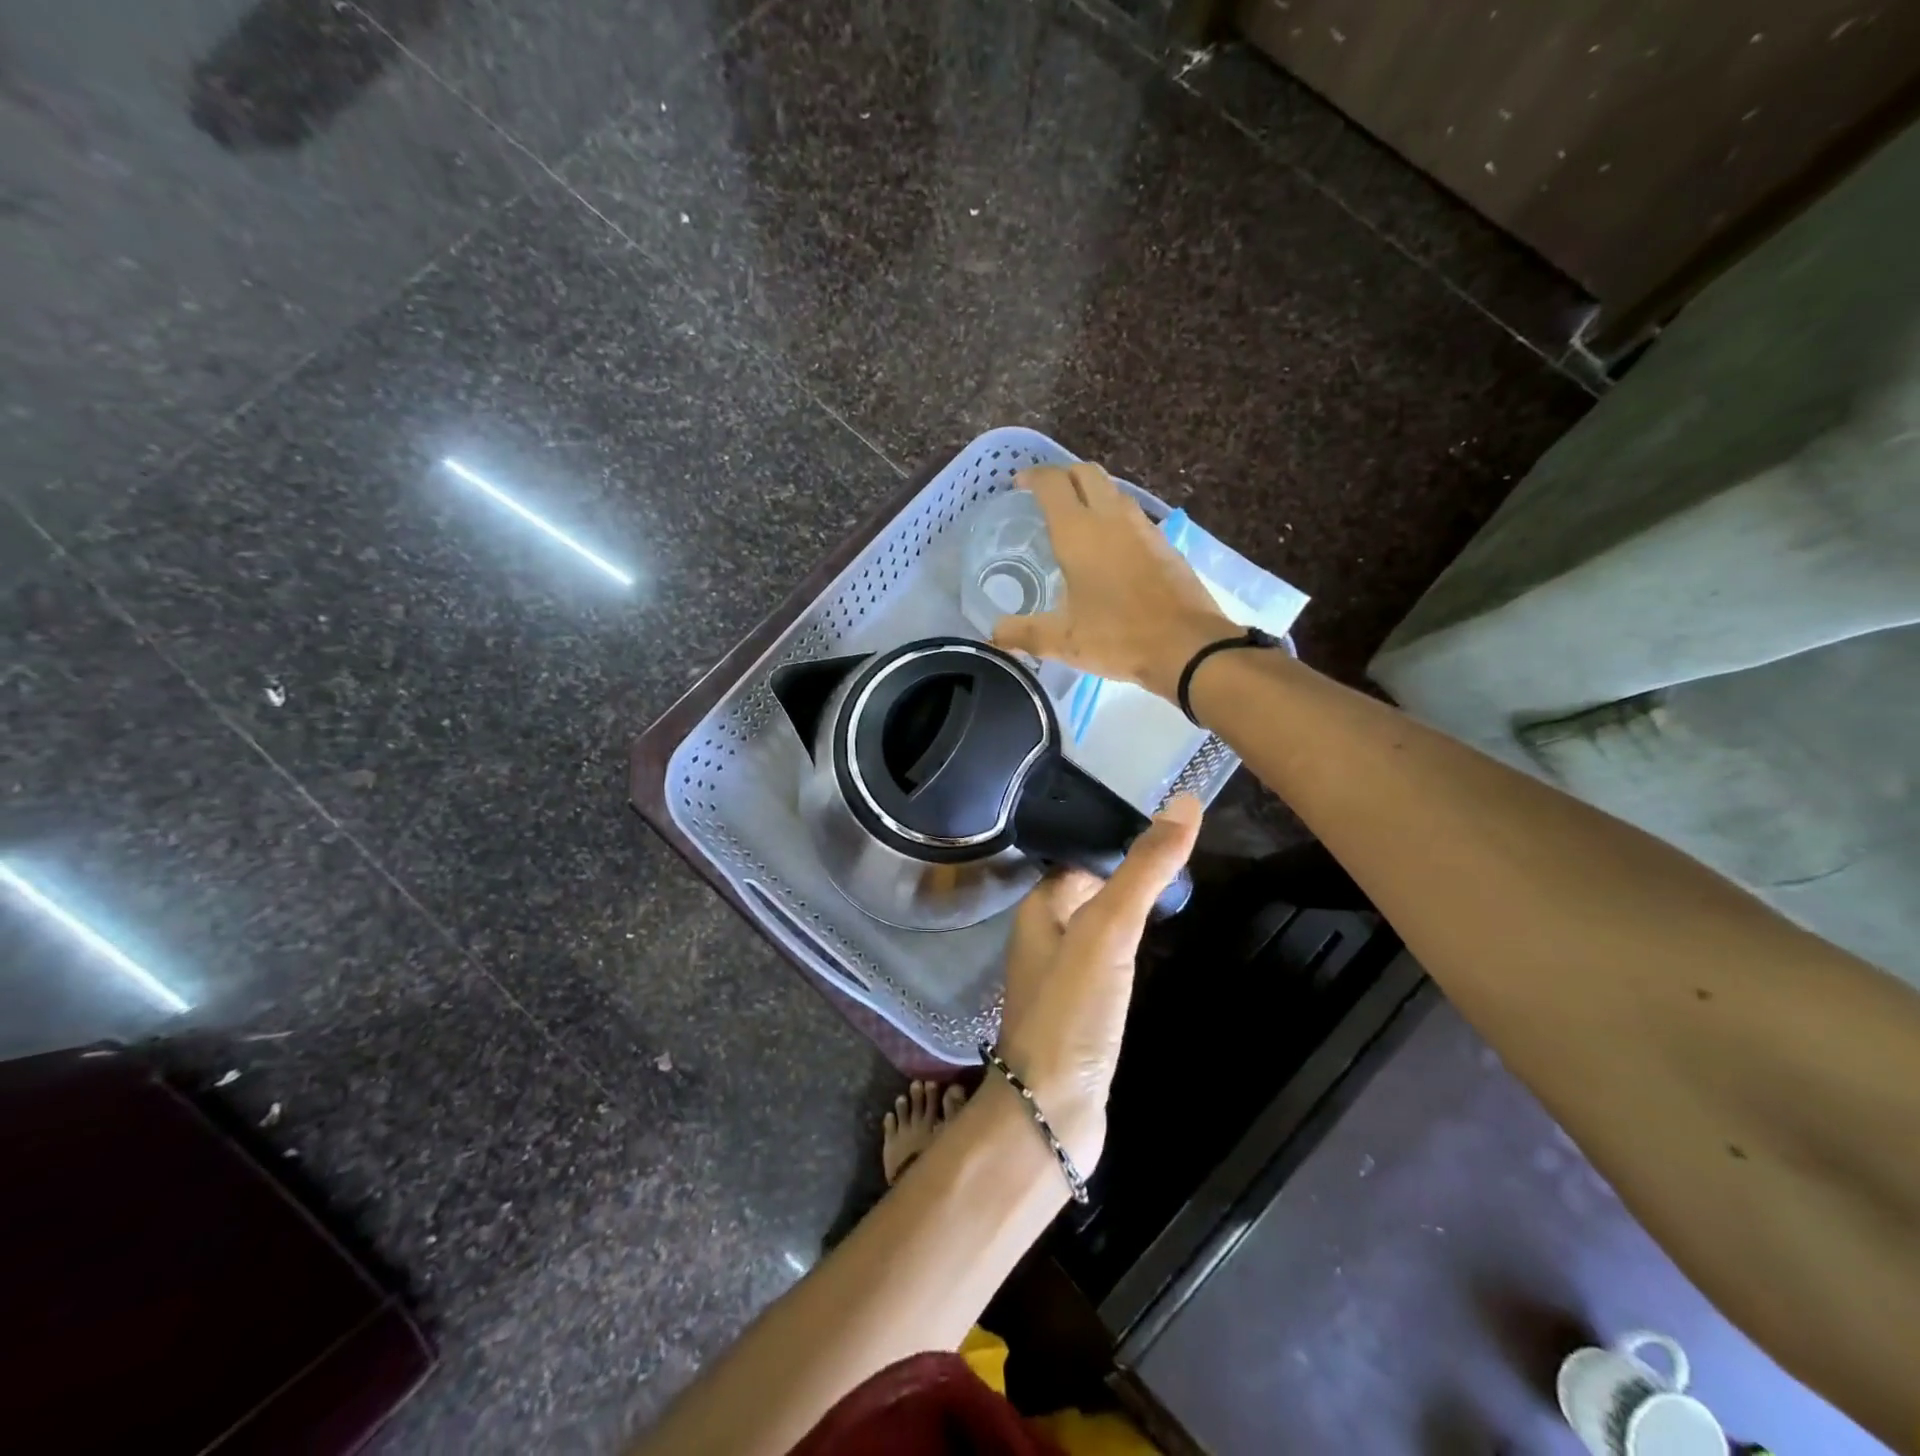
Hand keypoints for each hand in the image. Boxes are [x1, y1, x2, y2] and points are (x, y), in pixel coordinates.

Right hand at [992, 462, 1235, 700]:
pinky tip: (1108, 547)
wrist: (1187, 646)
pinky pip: (1132, 515)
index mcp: (1079, 532)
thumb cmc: (1118, 637)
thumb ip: (1023, 634)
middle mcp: (1111, 518)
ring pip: (1113, 490)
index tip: (1019, 485)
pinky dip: (1113, 516)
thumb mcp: (1062, 641)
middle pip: (1086, 473)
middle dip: (1063, 475)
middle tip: (1046, 496)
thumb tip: (994, 634)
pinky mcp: (1164, 544)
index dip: (1033, 477)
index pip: (1053, 483)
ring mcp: (1143, 528)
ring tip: (1075, 518)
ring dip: (1091, 493)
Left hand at [995, 796, 1202, 1172]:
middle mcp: (1045, 935)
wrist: (1053, 1111)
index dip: (1120, 840)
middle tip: (1183, 855)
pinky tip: (1154, 947)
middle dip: (1129, 873)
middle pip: (1091, 889)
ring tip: (1179, 891)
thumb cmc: (1072, 1011)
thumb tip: (1184, 802)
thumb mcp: (1108, 930)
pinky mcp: (1082, 1009)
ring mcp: (1063, 975)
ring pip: (1100, 926)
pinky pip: (1108, 962)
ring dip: (1131, 910)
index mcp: (1040, 908)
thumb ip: (1143, 869)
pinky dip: (1131, 948)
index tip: (1168, 825)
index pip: (1081, 857)